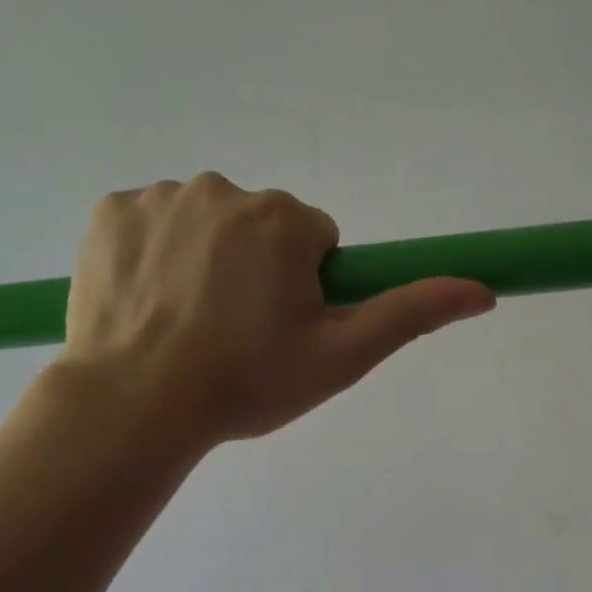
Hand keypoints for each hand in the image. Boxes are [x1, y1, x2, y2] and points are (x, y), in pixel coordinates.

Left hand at [59, 173, 494, 445]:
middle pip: (262, 229)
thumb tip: (483, 291)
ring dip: (210, 264)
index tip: (283, 331)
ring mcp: (159, 196)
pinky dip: (159, 257)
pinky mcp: (109, 212)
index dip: (308, 289)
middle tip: (239, 336)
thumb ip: (411, 315)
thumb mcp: (342, 357)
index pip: (317, 241)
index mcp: (284, 219)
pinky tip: (152, 306)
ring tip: (193, 327)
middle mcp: (223, 188)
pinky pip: (153, 225)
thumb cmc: (248, 382)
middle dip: (260, 272)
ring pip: (208, 226)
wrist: (137, 402)